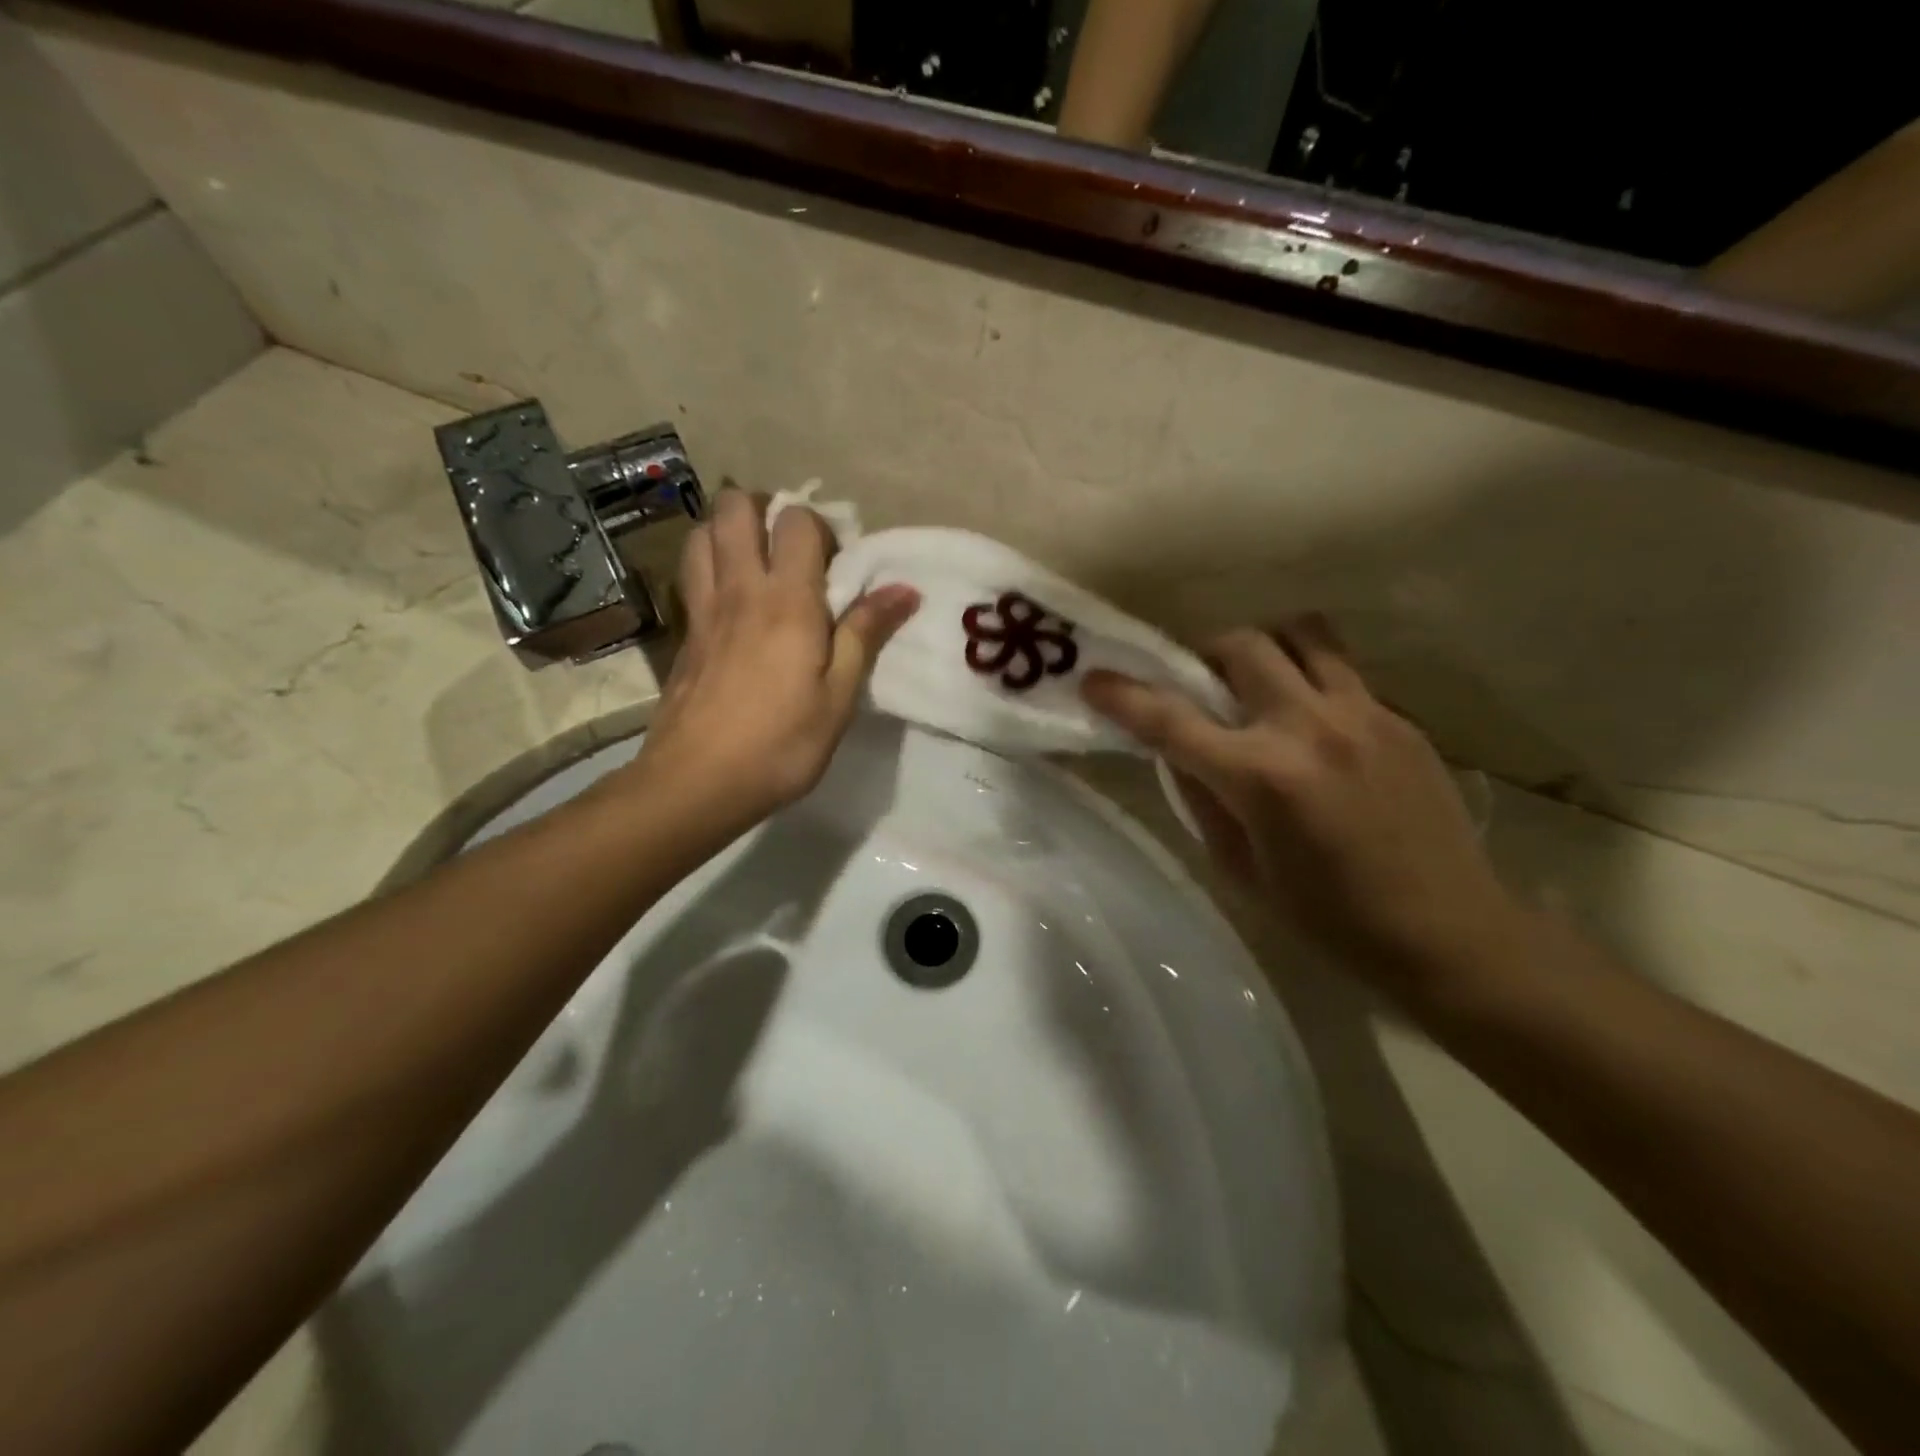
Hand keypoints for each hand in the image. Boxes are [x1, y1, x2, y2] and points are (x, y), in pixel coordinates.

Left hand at [624, 490, 917, 830]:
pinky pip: (692, 573)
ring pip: (703, 532)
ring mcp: (703, 608)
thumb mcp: (839, 696)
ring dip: (730, 532)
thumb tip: (904, 589)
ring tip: (758, 565)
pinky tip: (731, 600)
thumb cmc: (781, 743)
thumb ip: (866, 634)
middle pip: (735, 507)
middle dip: (765, 510)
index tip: (838, 565)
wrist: (697, 782)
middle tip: (792, 551)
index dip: (820, 528)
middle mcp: (740, 589)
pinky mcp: (684, 632)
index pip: (796, 521)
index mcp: (787, 600)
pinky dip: (710, 564)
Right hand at [1082, 615, 1514, 999]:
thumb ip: (1203, 800)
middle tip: (1200, 685)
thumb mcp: (1242, 870)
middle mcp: (1309, 728)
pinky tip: (1313, 727)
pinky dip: (1309, 680)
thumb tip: (1178, 751)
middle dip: (1203, 656)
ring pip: (1302, 634)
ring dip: (1264, 647)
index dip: (1124, 696)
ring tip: (1259, 681)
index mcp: (1262, 778)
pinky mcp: (1400, 718)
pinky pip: (1342, 671)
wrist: (1449, 933)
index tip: (1094, 680)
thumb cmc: (1330, 919)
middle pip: (1242, 646)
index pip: (1172, 720)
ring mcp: (1363, 714)